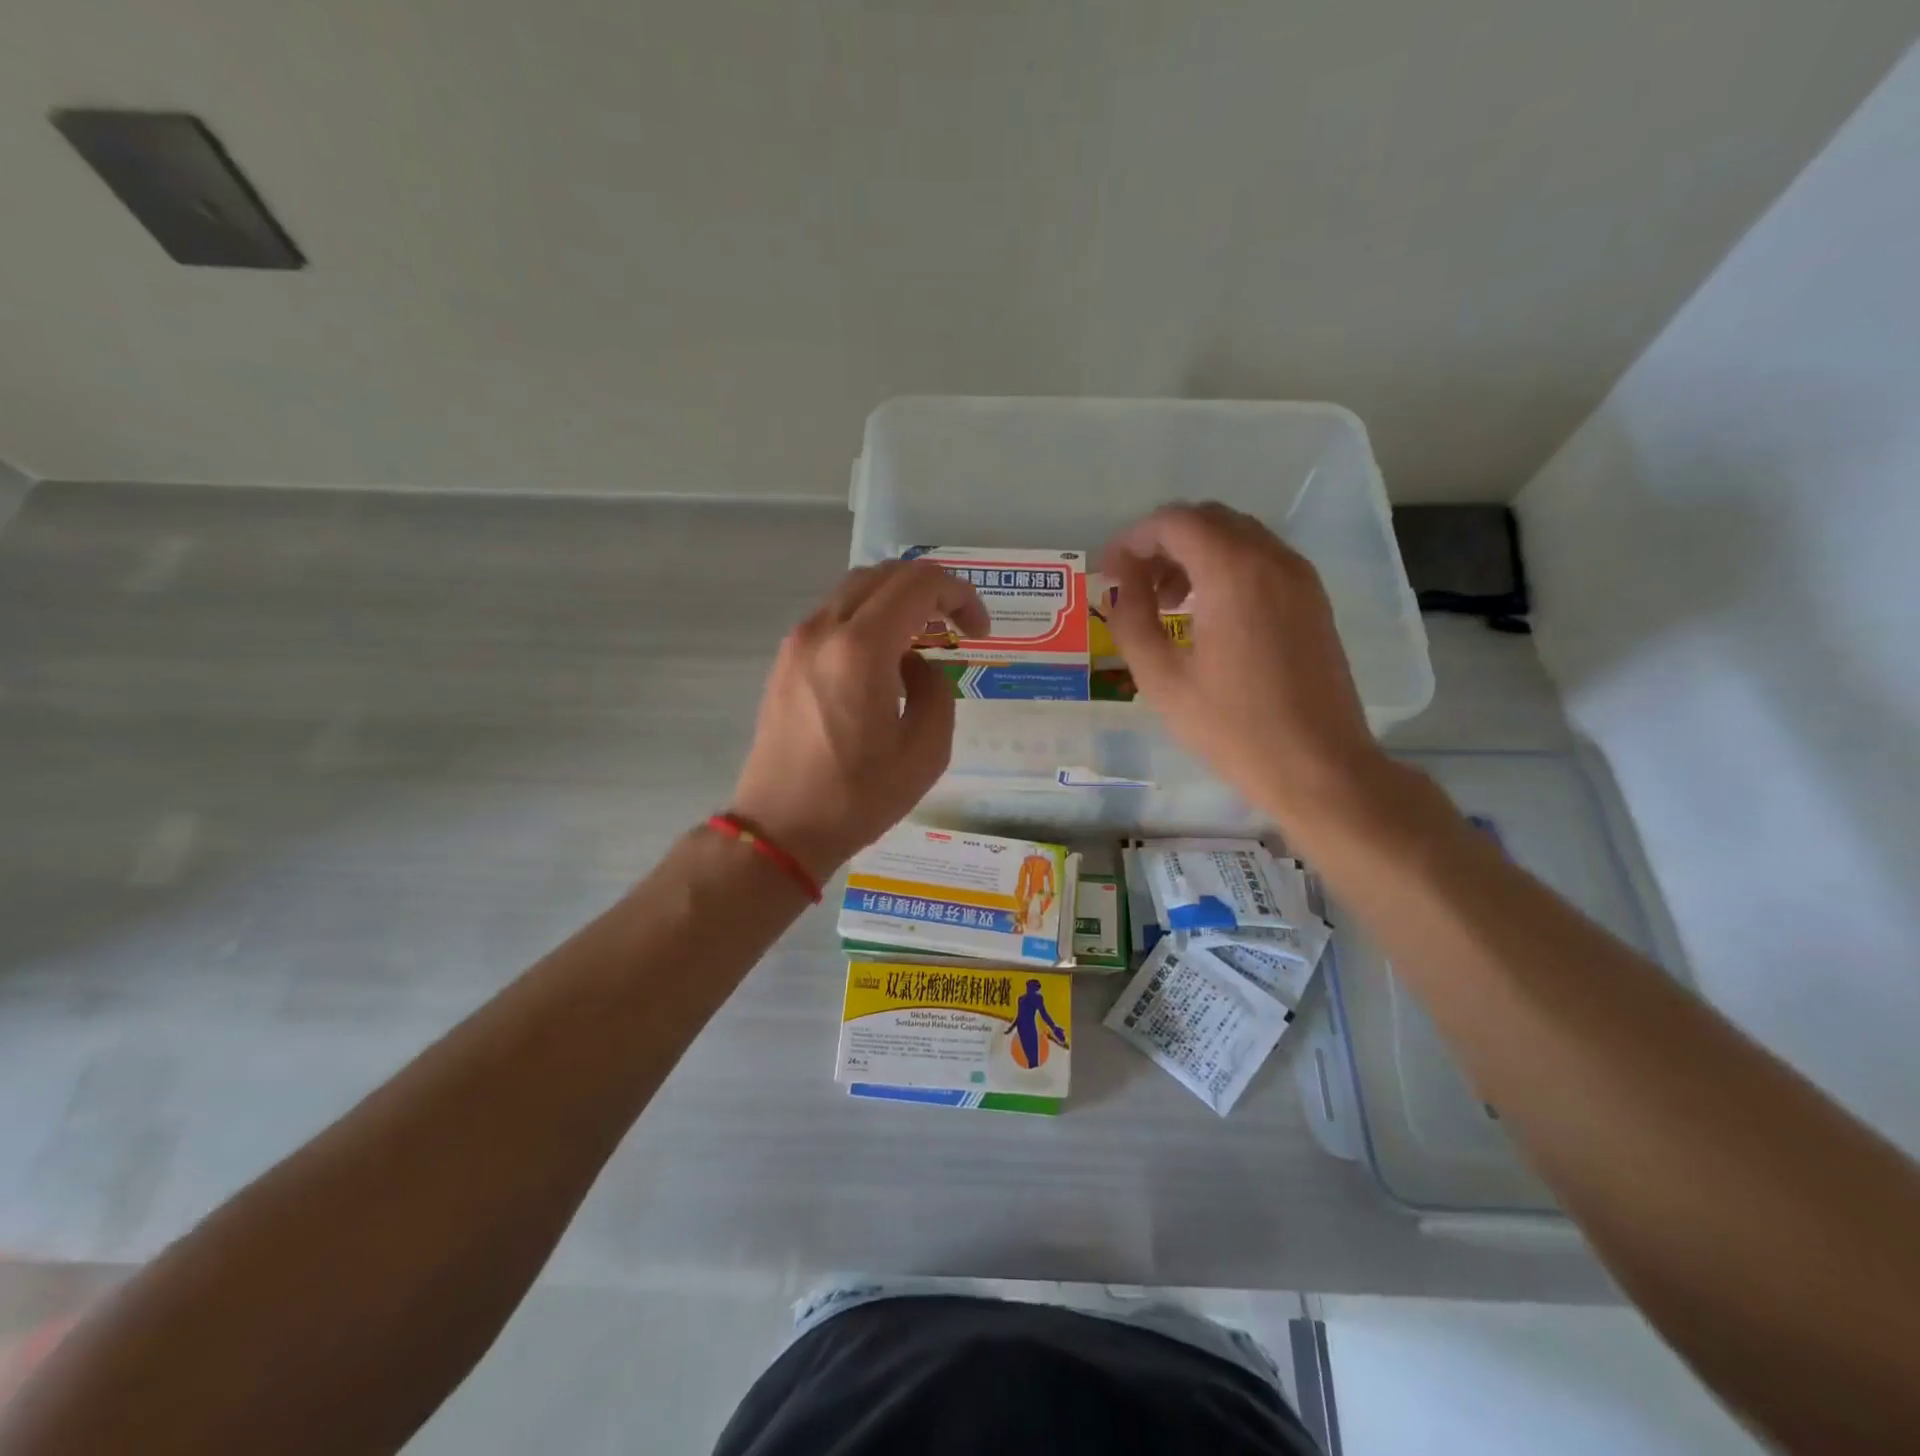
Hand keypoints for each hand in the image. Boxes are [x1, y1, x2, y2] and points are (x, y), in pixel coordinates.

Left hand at [729, 560, 989, 879]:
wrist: (781, 828)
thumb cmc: (858, 797)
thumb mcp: (926, 751)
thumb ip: (936, 689)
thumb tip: (918, 665)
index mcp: (861, 649)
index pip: (920, 583)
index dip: (961, 596)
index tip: (979, 632)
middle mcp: (823, 630)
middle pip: (885, 574)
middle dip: (930, 590)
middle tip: (956, 628)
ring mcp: (797, 642)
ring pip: (855, 590)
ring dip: (897, 602)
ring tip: (923, 641)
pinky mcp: (785, 660)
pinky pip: (834, 616)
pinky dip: (868, 619)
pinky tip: (884, 660)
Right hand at [1099, 502, 1389, 820]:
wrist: (1317, 766)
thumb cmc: (1232, 727)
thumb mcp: (1161, 678)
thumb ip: (1131, 620)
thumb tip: (1119, 583)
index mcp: (1233, 571)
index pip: (1173, 521)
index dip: (1132, 540)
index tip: (1110, 576)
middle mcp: (1271, 558)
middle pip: (1206, 519)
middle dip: (1162, 544)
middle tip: (1135, 588)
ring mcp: (1299, 577)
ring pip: (1236, 536)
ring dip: (1193, 555)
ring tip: (1169, 606)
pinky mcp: (1313, 599)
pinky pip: (1260, 560)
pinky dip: (1224, 569)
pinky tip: (1207, 616)